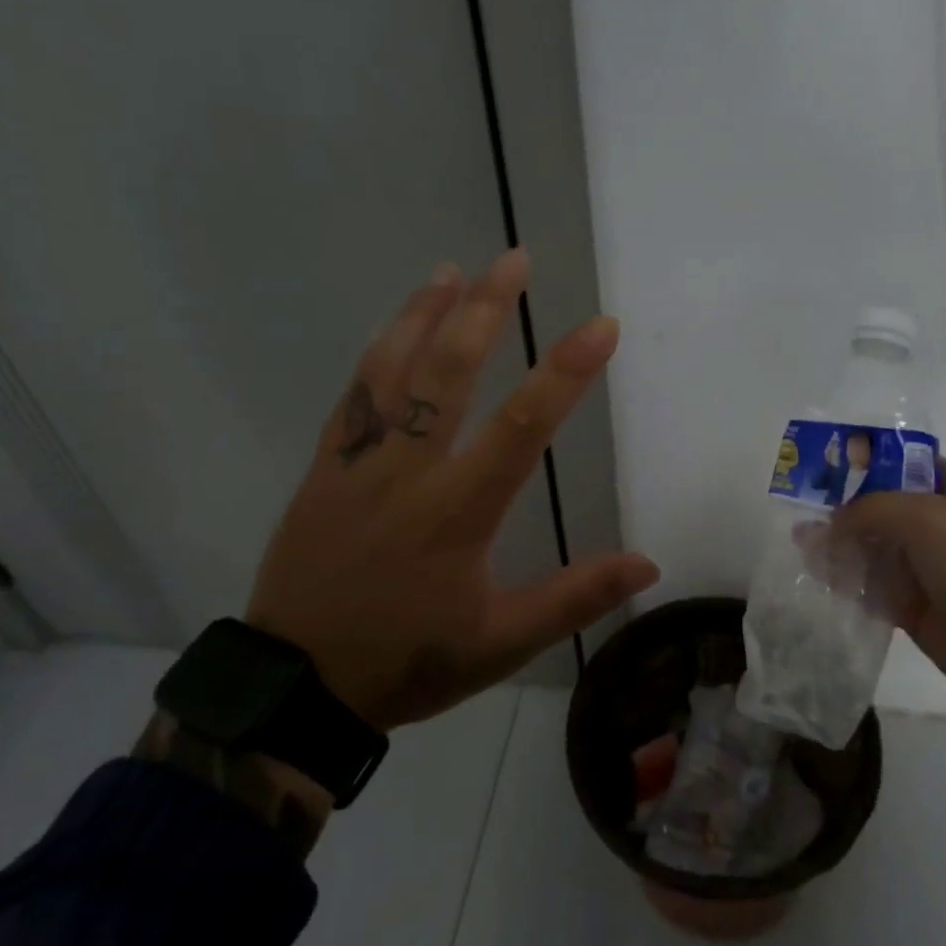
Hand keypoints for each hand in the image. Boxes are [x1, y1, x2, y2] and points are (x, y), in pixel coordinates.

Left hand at [245, 248, 659, 731]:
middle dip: (486, 310)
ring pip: (391, 371)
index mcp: (458, 511)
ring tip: (451, 271)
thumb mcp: (500, 644)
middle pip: (448, 373)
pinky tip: (393, 329)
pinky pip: (352, 398)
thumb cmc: (407, 661)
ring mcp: (357, 463)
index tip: (602, 327)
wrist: (298, 686)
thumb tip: (647, 564)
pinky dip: (377, 354)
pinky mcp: (323, 469)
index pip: (523, 426)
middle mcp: (408, 471)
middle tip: (513, 259)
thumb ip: (574, 598)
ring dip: (424, 315)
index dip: (566, 371)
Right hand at [833, 459, 945, 806]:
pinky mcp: (916, 610)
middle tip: (798, 508)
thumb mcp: (930, 518)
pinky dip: (847, 584)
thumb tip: (831, 523)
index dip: (864, 461)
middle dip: (842, 507)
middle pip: (882, 508)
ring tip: (799, 545)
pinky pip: (873, 590)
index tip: (822, 465)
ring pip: (873, 550)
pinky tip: (817, 579)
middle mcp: (942, 527)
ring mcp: (929, 570)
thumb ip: (873, 509)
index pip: (903, 464)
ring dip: (839, 547)